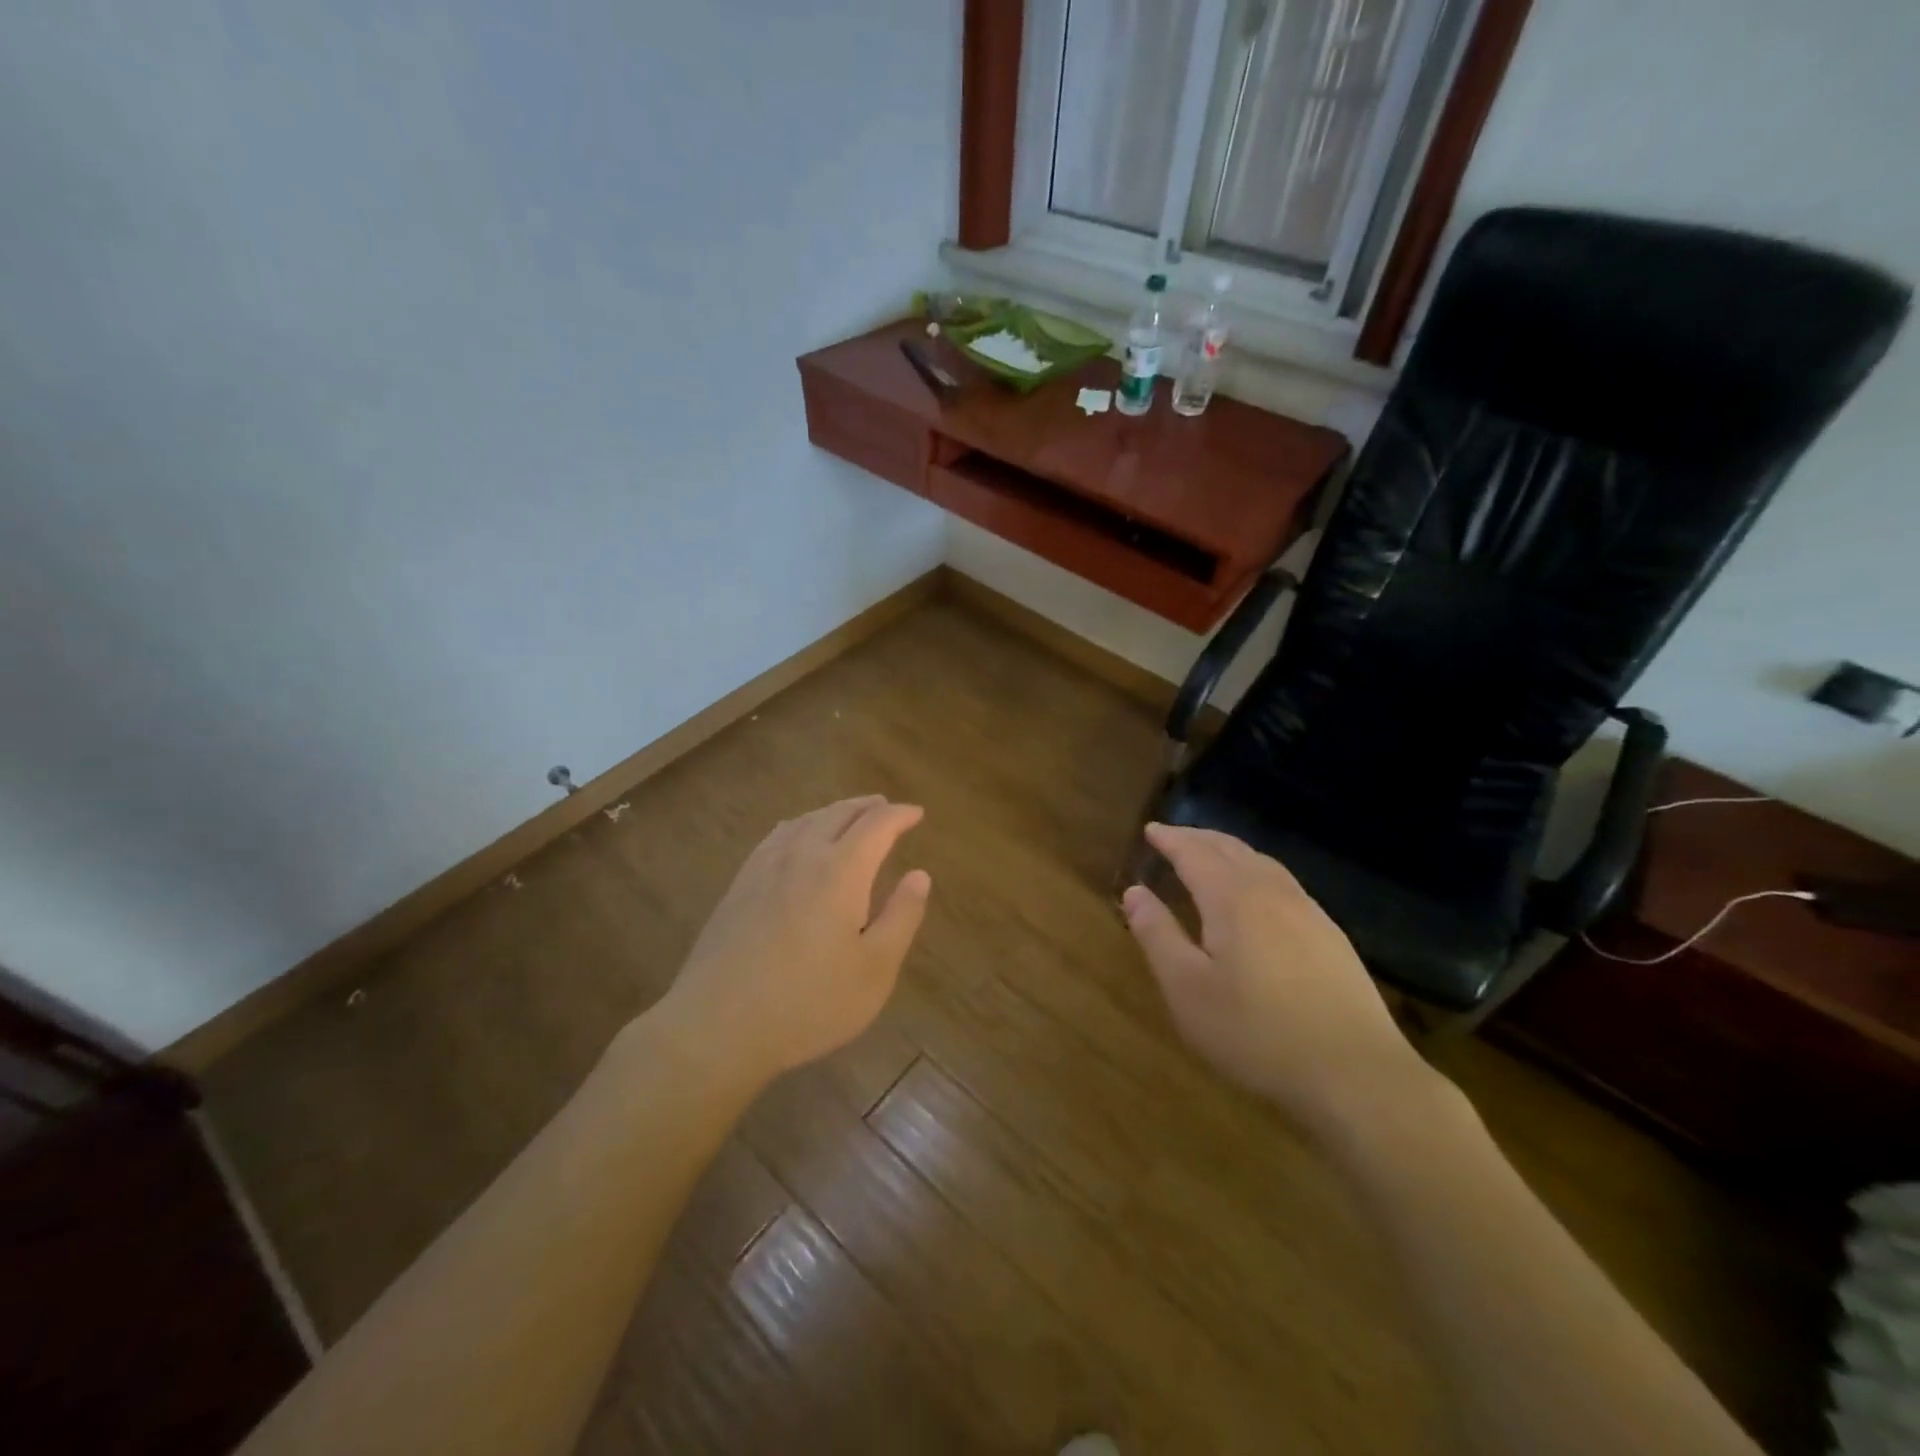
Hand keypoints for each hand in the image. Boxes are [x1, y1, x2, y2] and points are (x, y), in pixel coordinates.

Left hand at [658, 795, 930, 1082]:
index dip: (900, 815)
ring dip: (833, 812)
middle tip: (886, 807)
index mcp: (841, 871)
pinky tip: (796, 838)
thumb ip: (901, 917)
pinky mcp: (739, 885)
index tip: (917, 813)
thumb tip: (920, 875)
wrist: (717, 1026)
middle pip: (838, 813)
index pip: (876, 825)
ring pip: (805, 821)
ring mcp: (764, 867)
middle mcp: (802, 855)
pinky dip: (799, 826)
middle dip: (867, 807)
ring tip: (848, 817)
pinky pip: (777, 837)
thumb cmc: (809, 1003)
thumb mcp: (875, 970)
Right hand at [1122, 823, 1426, 1129]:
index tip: (1150, 830)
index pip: (1195, 854)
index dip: (1170, 840)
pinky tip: (1258, 894)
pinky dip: (1257, 871)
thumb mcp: (1188, 989)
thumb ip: (1157, 935)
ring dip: (1230, 851)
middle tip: (1173, 836)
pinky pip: (1284, 883)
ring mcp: (1309, 912)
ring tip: (1211, 855)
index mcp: (1233, 899)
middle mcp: (1272, 892)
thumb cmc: (1256, 1033)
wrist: (1356, 1074)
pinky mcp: (1331, 936)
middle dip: (1199, 838)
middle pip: (1231, 849)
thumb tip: (1134, 892)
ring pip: (1263, 863)